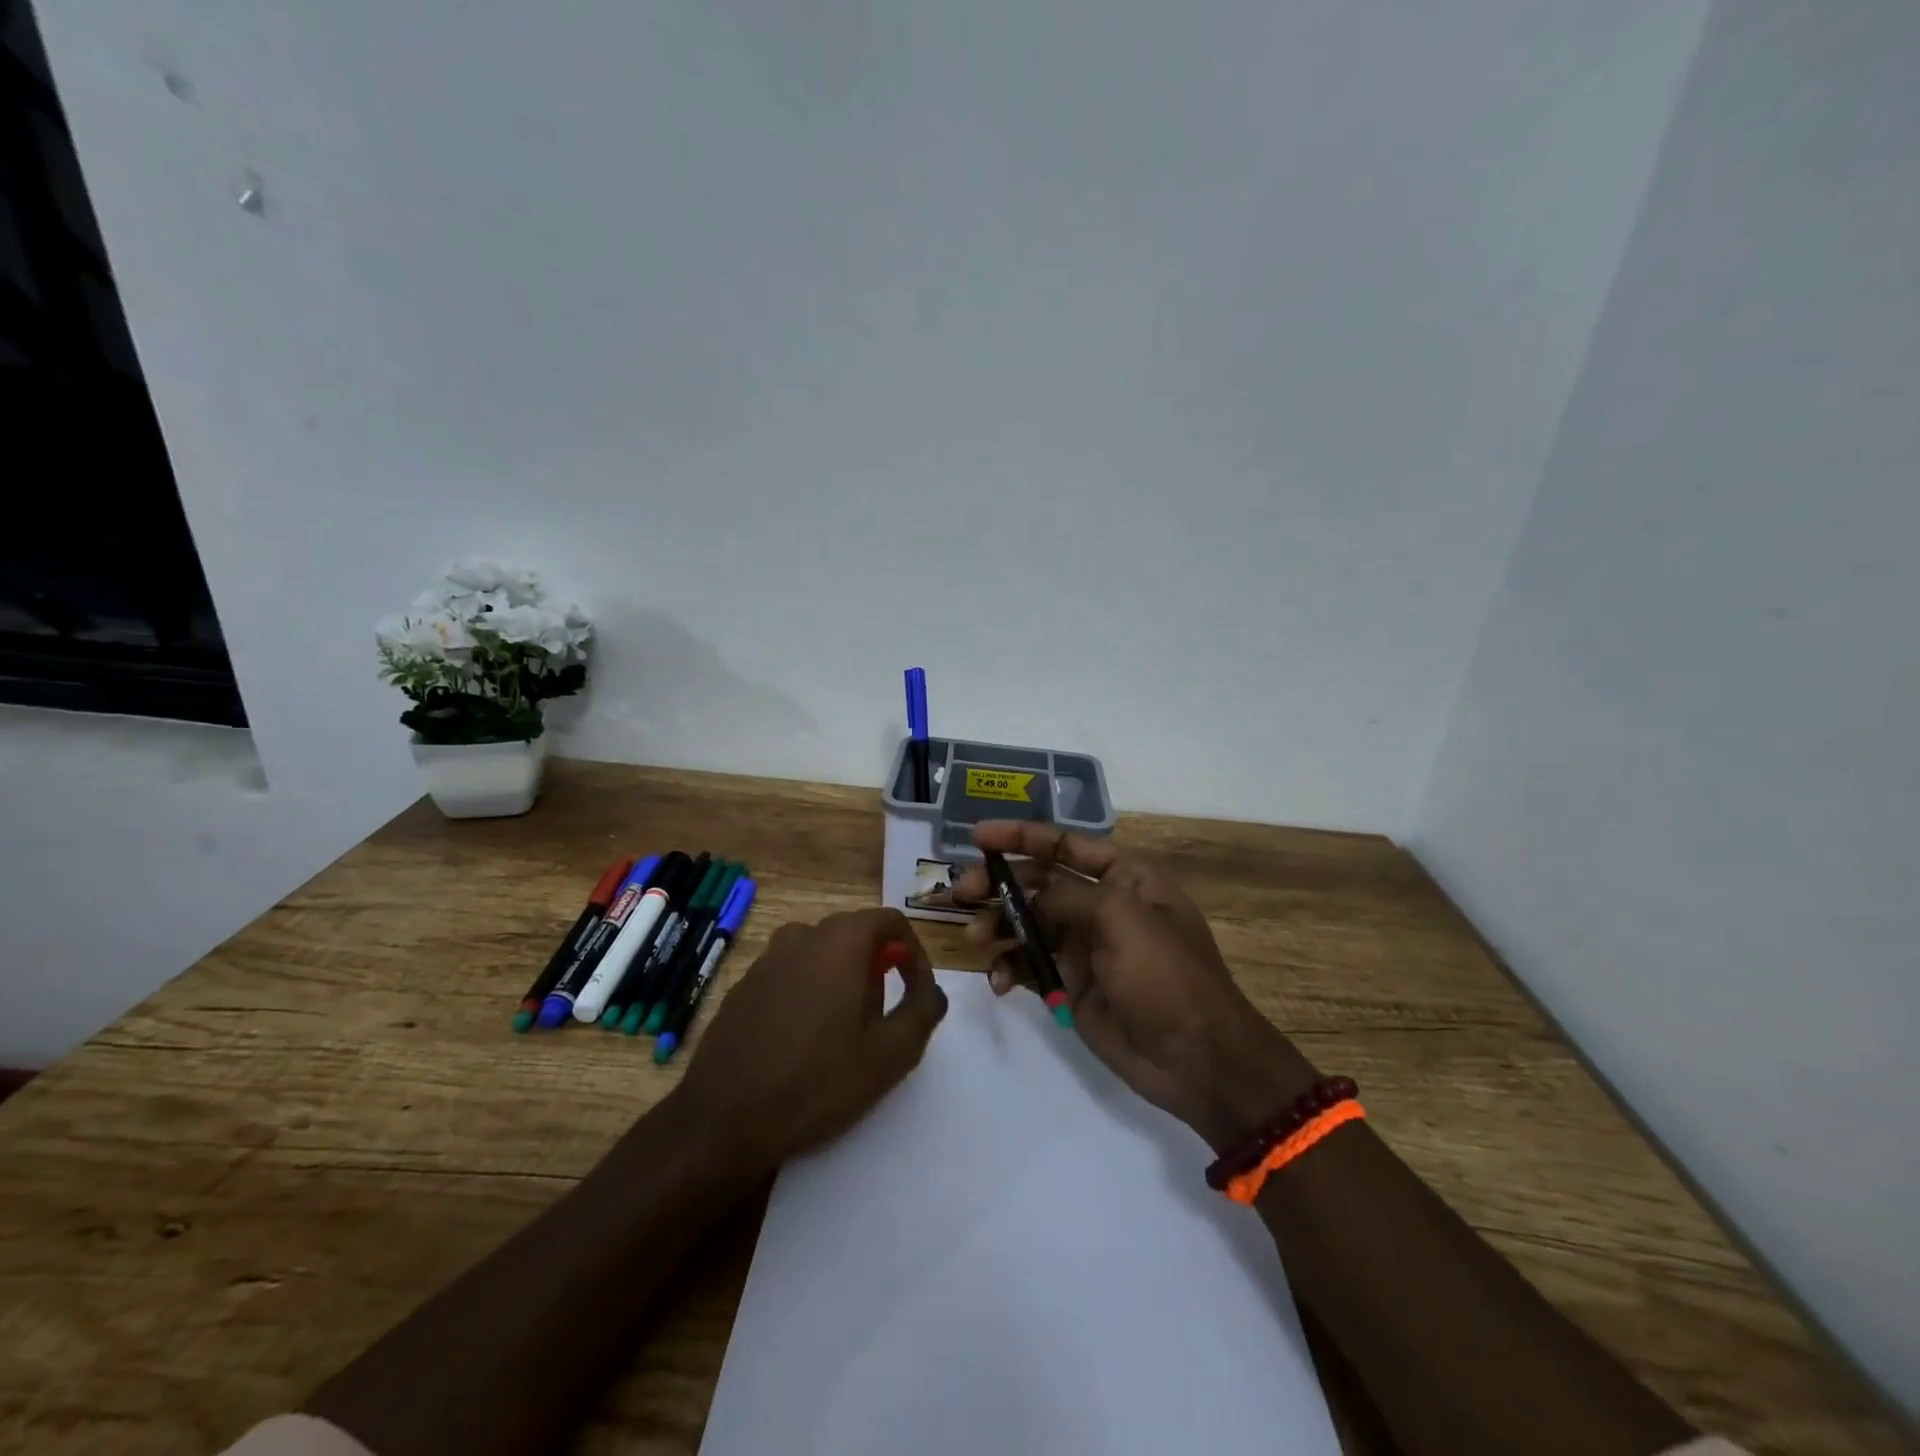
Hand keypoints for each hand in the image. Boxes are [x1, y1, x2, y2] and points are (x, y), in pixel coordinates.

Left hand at [671, 907, 947, 1171]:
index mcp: (840, 940)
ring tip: (845, 1031)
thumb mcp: (891, 1053)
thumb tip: (931, 990)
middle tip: (883, 1018)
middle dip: (878, 968)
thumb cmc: (818, 1081)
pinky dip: (809, 992)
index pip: (891, 921)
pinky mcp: (743, 986)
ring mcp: (766, 959)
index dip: (914, 952)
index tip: (917, 991)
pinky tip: (804, 1041)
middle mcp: (801, 935)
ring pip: (821, 954)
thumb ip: (923, 1010)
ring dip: (842, 980)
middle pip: (855, 935)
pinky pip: (790, 974)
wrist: (723, 1120)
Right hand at [952, 823, 1318, 1152]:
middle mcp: (1100, 906)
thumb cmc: (1167, 976)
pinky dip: (1009, 968)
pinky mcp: (1069, 985)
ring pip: (1027, 924)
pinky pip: (1028, 965)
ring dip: (998, 926)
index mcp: (1124, 878)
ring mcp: (1083, 947)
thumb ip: (1068, 897)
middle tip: (961, 893)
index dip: (1021, 836)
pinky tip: (999, 981)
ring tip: (977, 938)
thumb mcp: (1122, 920)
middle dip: (999, 884)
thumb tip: (1028, 893)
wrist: (1198, 1060)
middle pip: (1038, 883)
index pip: (1064, 845)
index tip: (977, 836)